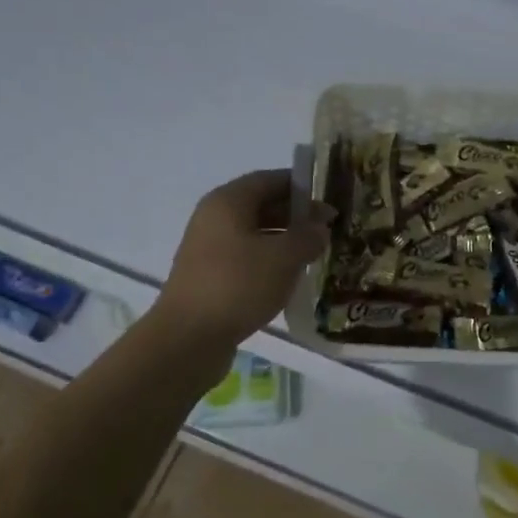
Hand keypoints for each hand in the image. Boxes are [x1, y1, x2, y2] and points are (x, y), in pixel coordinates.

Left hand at [155, 169, 334, 348]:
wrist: (188, 338)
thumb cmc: (238, 285)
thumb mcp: (284, 257)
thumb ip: (307, 237)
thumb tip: (320, 229)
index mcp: (228, 201)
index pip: (270, 179)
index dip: (302, 187)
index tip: (330, 200)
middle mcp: (214, 218)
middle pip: (261, 206)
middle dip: (296, 216)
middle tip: (328, 230)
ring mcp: (209, 249)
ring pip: (254, 234)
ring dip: (284, 241)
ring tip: (314, 255)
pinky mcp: (210, 277)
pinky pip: (246, 258)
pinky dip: (269, 262)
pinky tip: (289, 278)